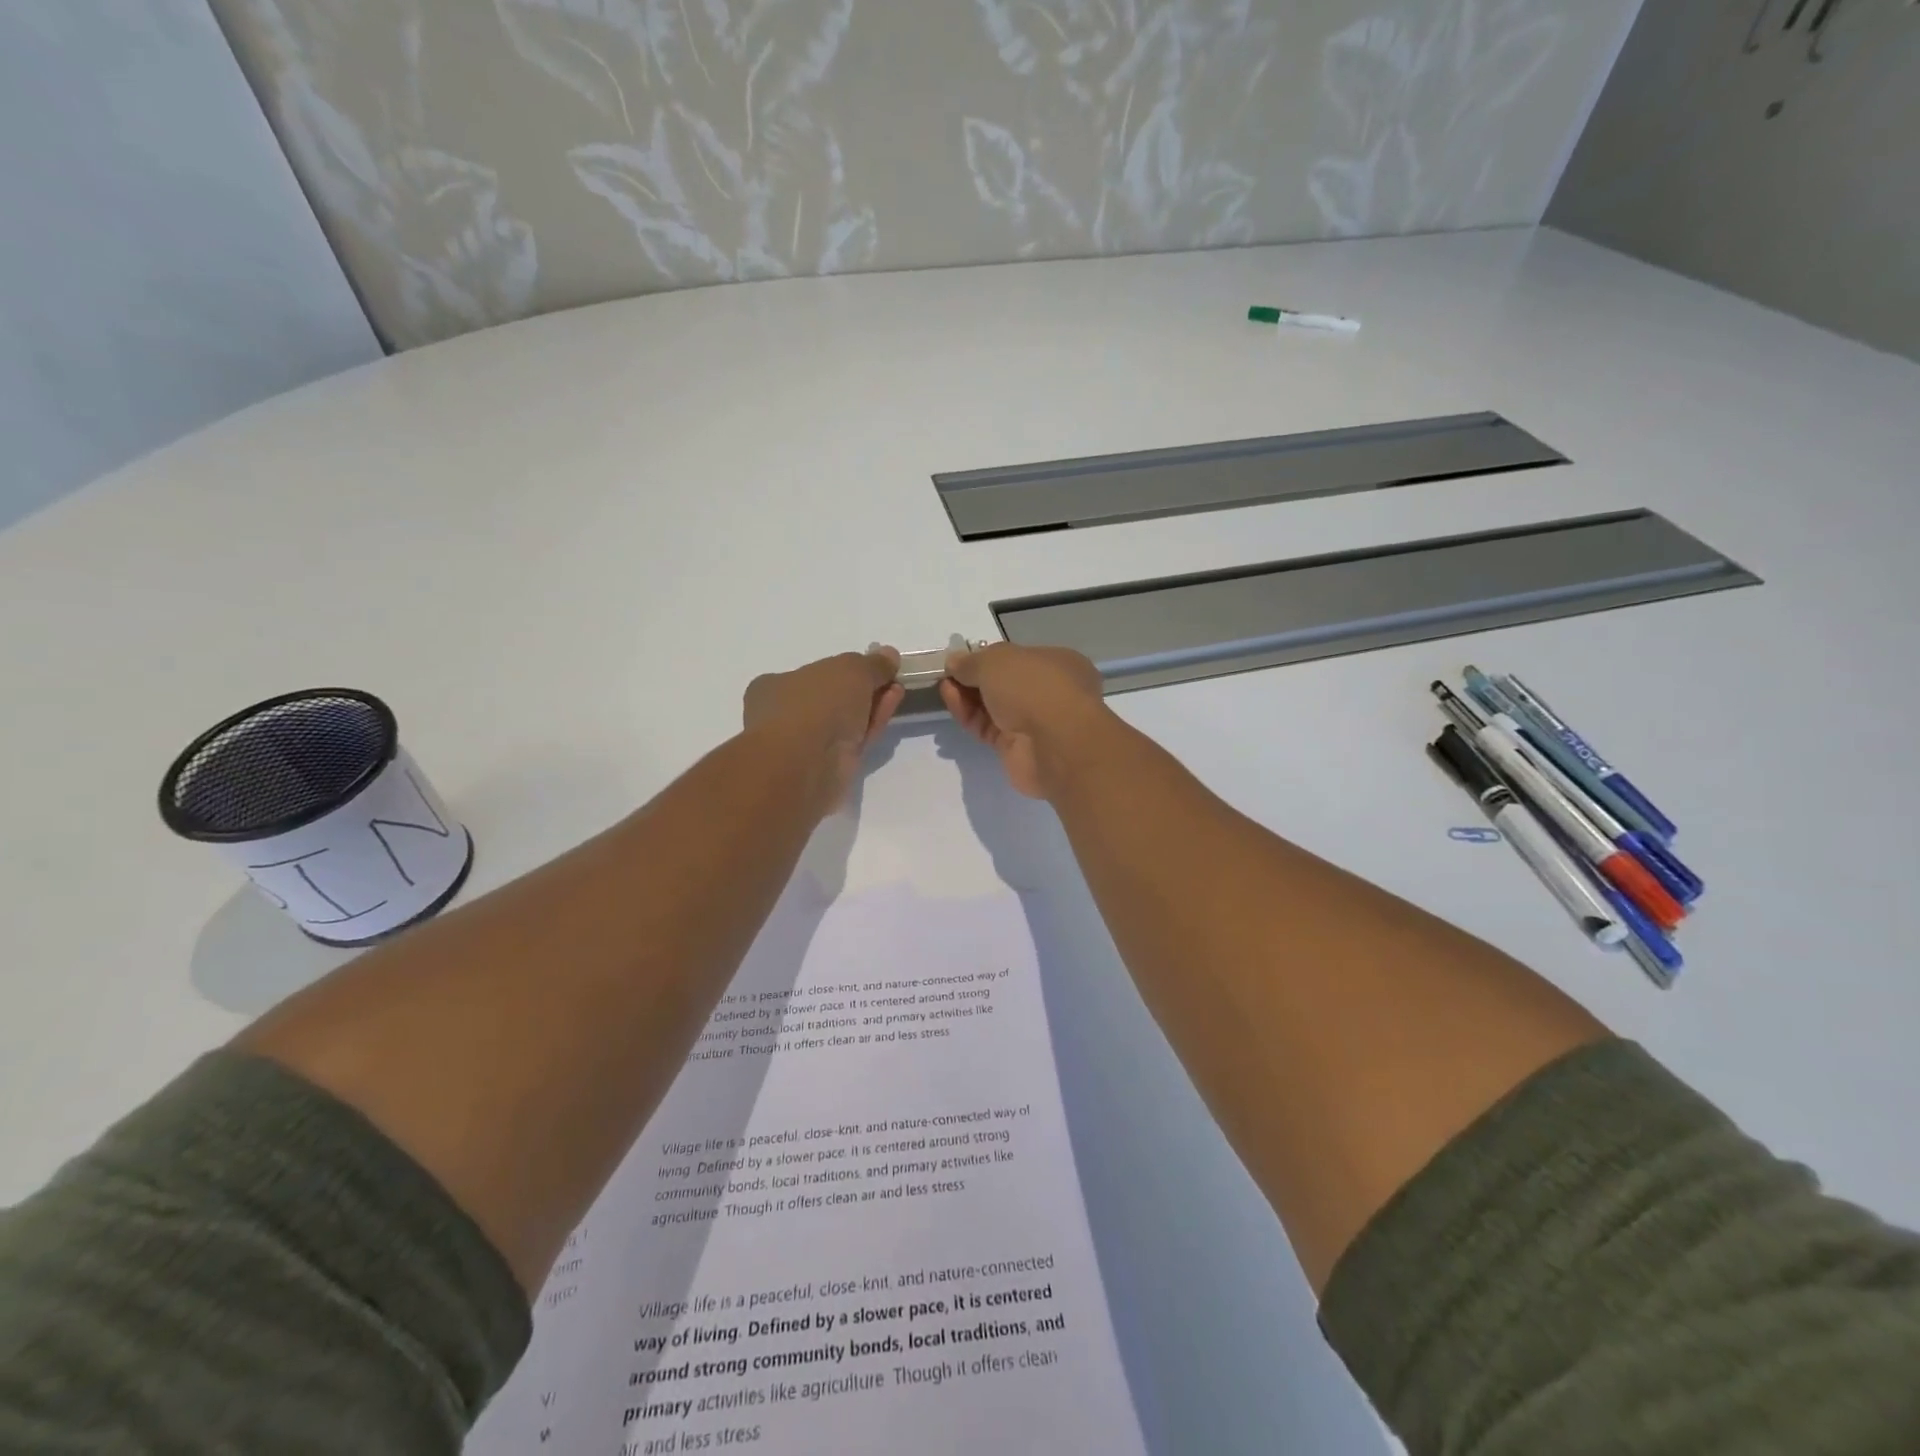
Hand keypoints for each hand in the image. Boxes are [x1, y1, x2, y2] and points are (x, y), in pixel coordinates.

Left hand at [743, 649, 904, 813]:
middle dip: (862, 688)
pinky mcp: (828, 767)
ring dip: (871, 704)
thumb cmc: (817, 704)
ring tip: (897, 690)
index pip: (811, 675)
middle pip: (831, 698)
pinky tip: (890, 709)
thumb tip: (889, 655)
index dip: (842, 669)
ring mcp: (806, 745)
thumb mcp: (850, 669)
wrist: (807, 763)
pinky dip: (872, 724)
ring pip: (844, 721)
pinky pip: (854, 740)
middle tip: (889, 678)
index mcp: (774, 687)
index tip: (872, 666)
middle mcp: (786, 716)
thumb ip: (872, 663)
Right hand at [940, 643, 1107, 799]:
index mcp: (1057, 663)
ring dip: (967, 695)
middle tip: (949, 674)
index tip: (962, 658)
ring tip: (944, 686)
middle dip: (975, 678)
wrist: (1053, 744)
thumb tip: (954, 662)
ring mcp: (1033, 723)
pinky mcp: (1016, 748)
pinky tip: (951, 701)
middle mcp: (1049, 693)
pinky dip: (968, 715)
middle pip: (1004, 683)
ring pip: (993, 707)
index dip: (989, 656)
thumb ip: (972, 661)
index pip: (1019, 657)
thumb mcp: (996, 660)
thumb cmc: (1033, 686)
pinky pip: (987, 727)